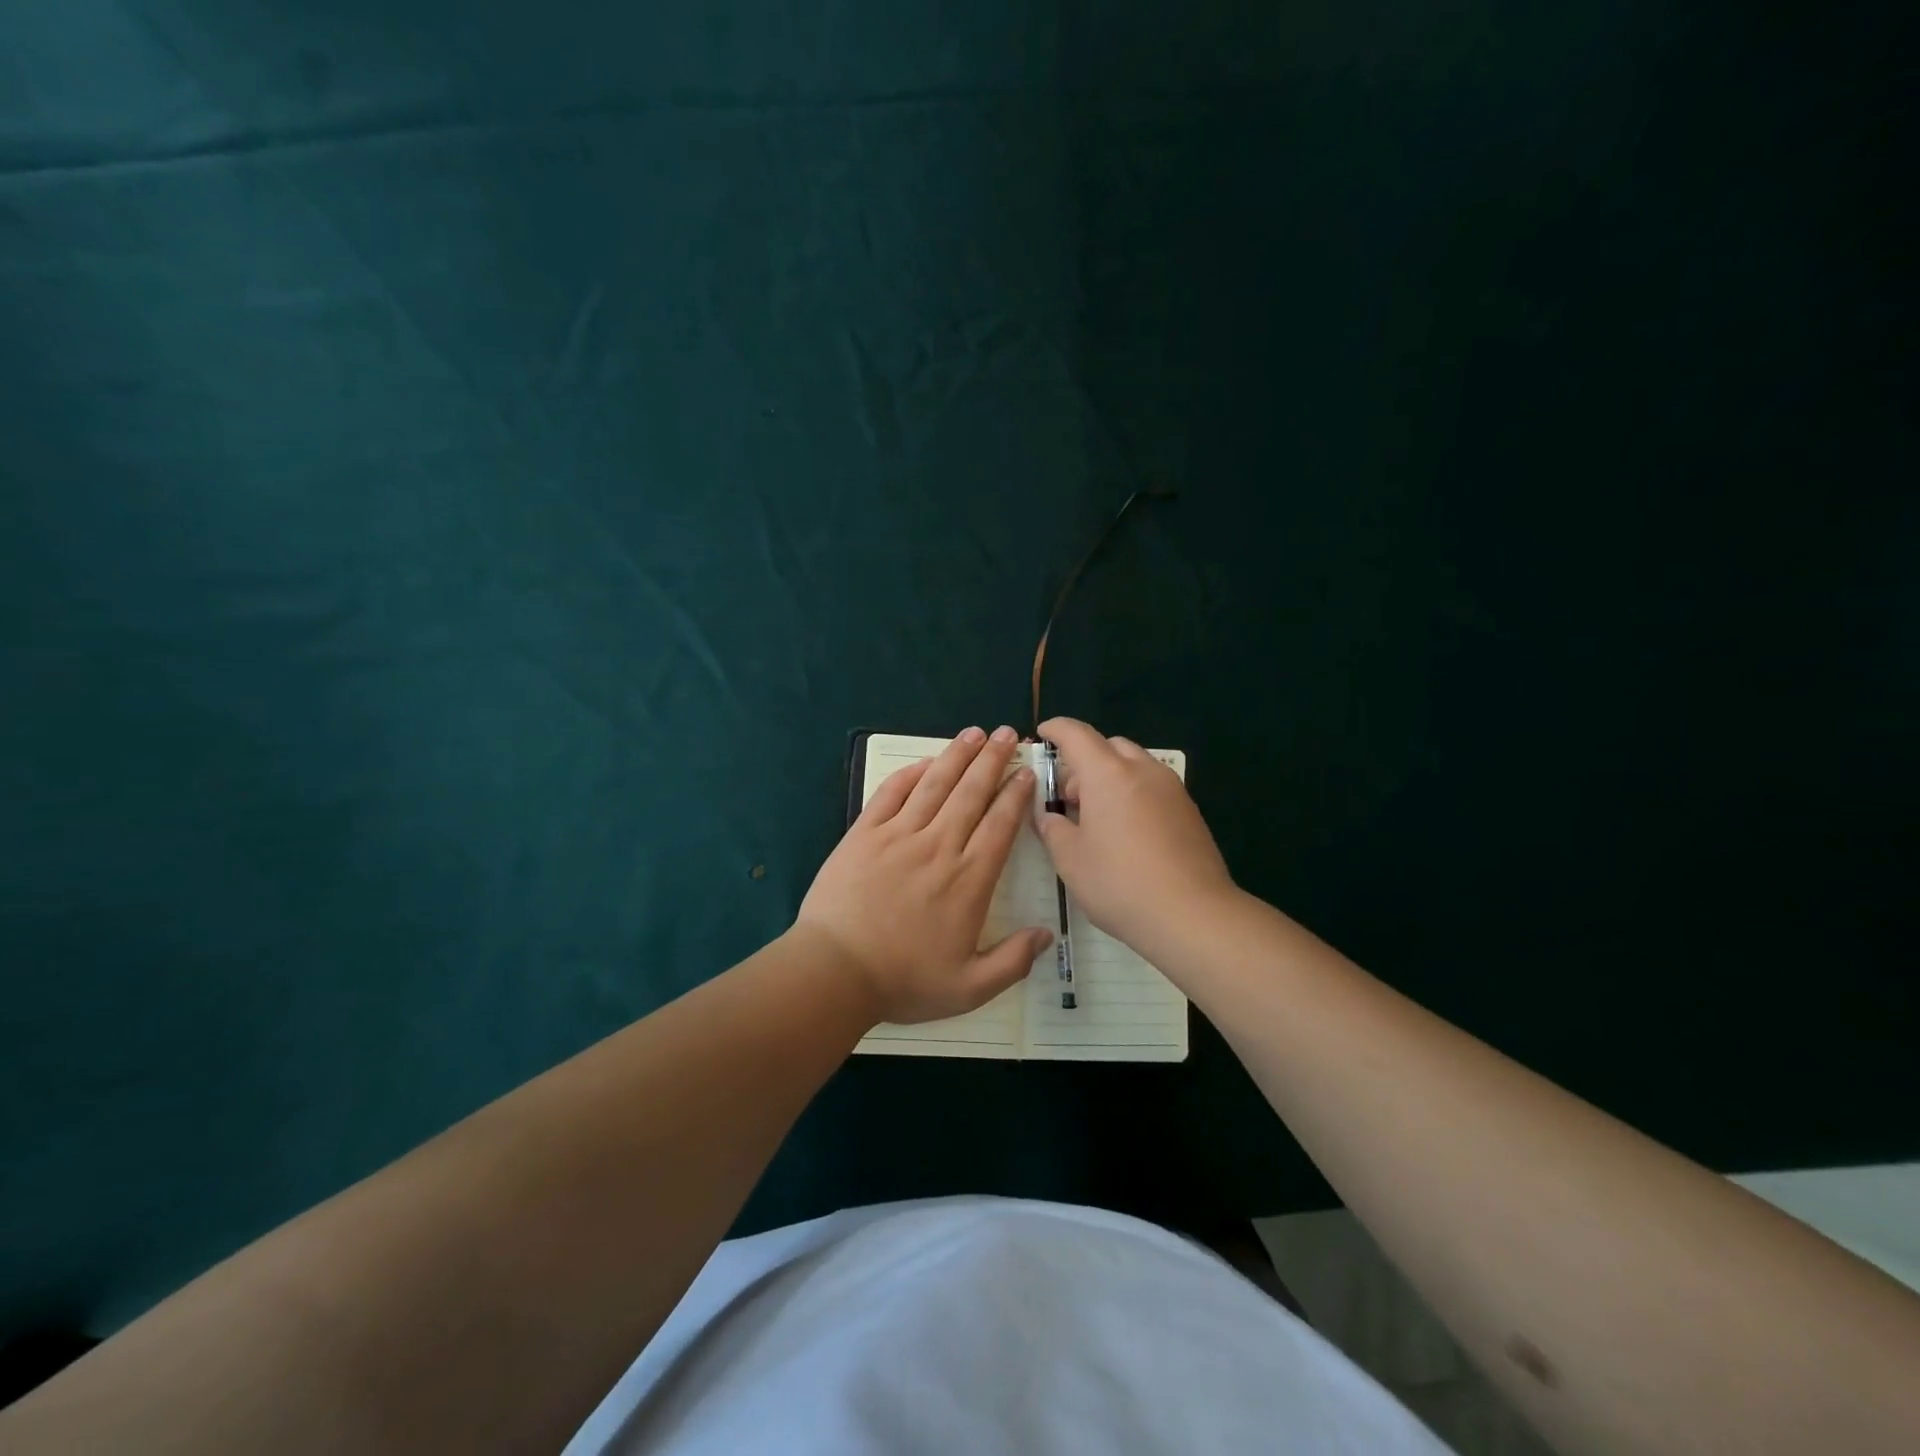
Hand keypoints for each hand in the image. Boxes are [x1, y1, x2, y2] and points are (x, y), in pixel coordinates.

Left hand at [797, 726, 1053, 1023]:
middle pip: (971, 793)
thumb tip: (1048, 934)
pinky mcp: (864, 834)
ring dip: (957, 756)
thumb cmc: (903, 981)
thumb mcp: (970, 988)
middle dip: (992, 760)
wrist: (835, 972)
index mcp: (968, 880)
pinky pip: (891, 794)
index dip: (1015, 795)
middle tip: (1006, 734)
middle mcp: (939, 847)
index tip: (1025, 773)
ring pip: (934, 785)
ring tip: (974, 733)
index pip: (1000, 825)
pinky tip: (925, 761)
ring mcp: (898, 836)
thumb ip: (1013, 961)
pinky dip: (910, 774)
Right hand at [1033, 716, 1236, 954]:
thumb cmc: (1120, 883)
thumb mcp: (1071, 860)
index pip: (1076, 734)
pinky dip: (1133, 794)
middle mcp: (1142, 770)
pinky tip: (1126, 832)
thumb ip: (1053, 830)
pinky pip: (1153, 787)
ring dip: (1111, 778)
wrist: (1193, 915)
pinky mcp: (1189, 811)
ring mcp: (1172, 789)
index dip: (1056, 729)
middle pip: (1109, 746)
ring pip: (1134, 765)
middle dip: (1084, 761)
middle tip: (1068, 796)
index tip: (1043, 734)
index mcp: (1108, 774)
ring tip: (1097, 818)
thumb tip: (1048, 817)